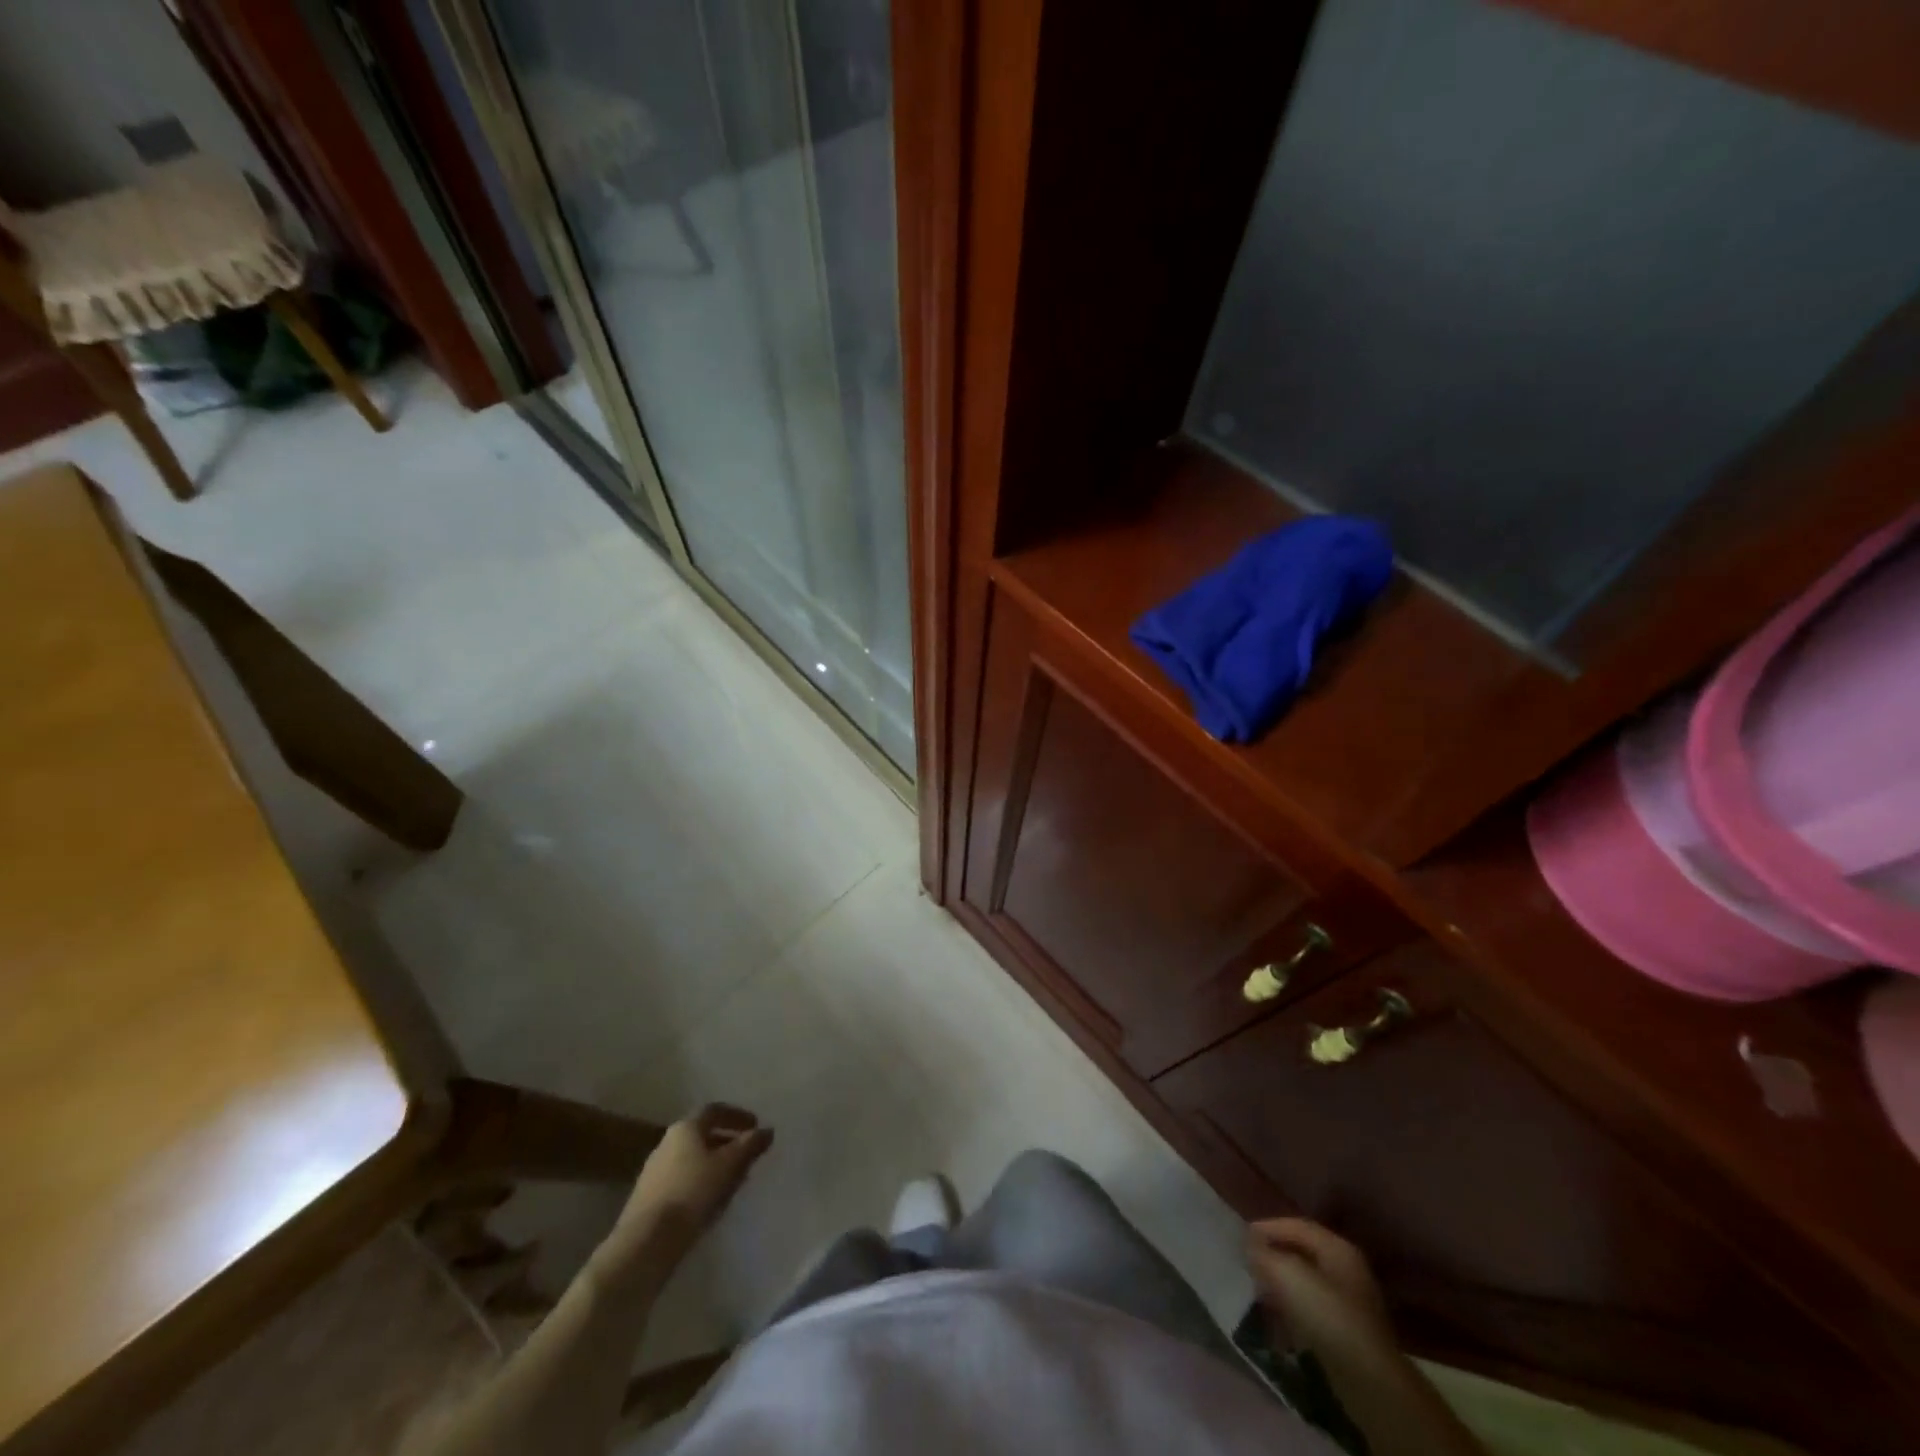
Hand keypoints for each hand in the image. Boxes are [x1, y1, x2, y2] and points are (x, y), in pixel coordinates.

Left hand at [602, 1104, 772, 1272]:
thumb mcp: (730, 1164)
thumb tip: (767, 1130)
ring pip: (692, 1159)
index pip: (715, 1111)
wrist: (647, 1241)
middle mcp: (667, 1142)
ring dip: (714, 1164)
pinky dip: (701, 1182)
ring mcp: (655, 1171)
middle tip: (747, 1155)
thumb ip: (751, 1144)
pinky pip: (682, 1180)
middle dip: (727, 1142)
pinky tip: (711, 1201)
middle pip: (702, 1135)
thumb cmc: (693, 1191)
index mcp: (686, 1128)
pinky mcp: (649, 1197)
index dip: (737, 1116)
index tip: (755, 1126)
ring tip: (733, 1181)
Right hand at [1246, 1218, 1395, 1364]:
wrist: (1370, 1383)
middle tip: (1248, 1263)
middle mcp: (1347, 1270)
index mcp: (1337, 1248)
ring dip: (1281, 1284)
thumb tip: (1250, 1246)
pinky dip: (1292, 1309)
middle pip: (1302, 1253)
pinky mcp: (1348, 1333)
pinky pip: (1313, 1309)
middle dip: (1273, 1256)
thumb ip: (1264, 1254)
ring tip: (1258, 1292)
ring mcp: (1350, 1303)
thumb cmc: (1329, 1317)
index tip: (1242, 1237)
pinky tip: (1277, 1321)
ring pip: (1306, 1282)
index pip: (1296, 1225)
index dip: (1267, 1227)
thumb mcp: (1288, 1275)